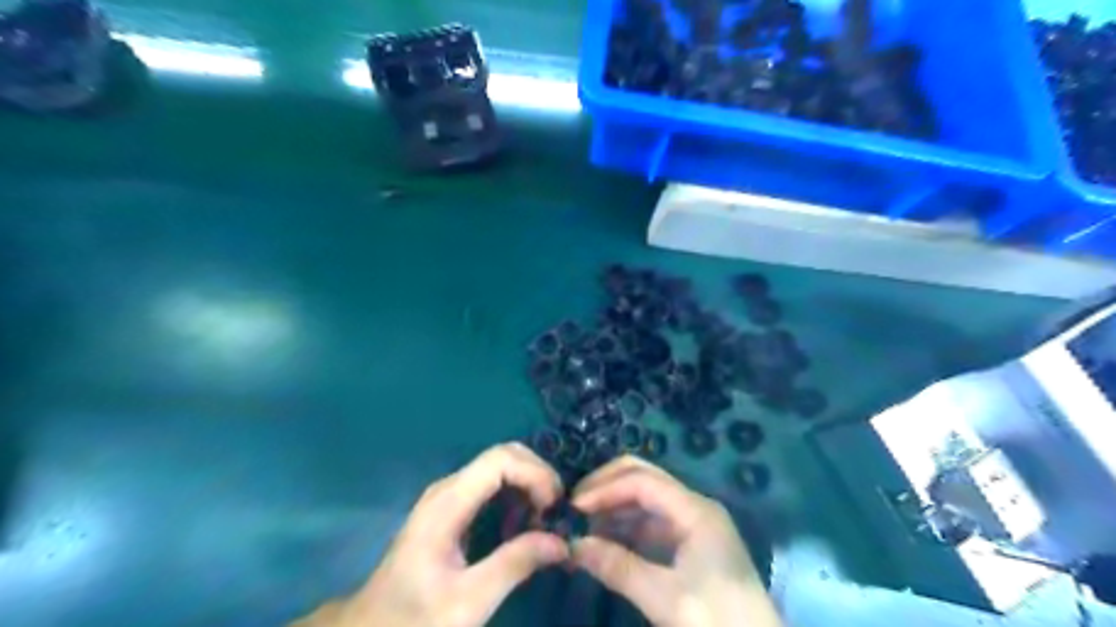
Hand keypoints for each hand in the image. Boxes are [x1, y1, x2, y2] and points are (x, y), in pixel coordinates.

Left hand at [290, 443, 570, 626]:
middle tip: (557, 513)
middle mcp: (449, 487)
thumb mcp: (468, 601)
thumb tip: (561, 540)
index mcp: (449, 502)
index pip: (501, 459)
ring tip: (545, 522)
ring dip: (530, 485)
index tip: (554, 509)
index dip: (535, 474)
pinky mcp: (453, 508)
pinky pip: (493, 485)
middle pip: (504, 455)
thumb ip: (515, 565)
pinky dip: (517, 496)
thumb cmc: (414, 619)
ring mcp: (449, 495)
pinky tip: (524, 526)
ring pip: (501, 467)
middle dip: (537, 475)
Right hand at [569, 456, 777, 625]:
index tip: (573, 507)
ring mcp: (692, 525)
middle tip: (574, 507)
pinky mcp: (690, 545)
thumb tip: (572, 546)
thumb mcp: (665, 597)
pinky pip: (651, 525)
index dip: (605, 489)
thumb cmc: (717, 620)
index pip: (642, 481)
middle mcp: (694, 507)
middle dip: (607, 488)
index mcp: (695, 510)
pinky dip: (625, 529)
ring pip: (646, 501)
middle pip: (644, 479)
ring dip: (614, 509)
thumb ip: (618, 567)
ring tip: (582, 527)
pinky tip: (604, 542)